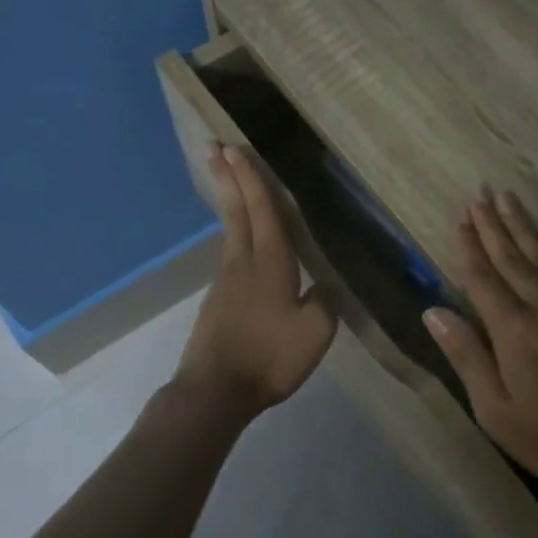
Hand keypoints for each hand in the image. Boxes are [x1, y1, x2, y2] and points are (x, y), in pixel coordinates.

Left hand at [174, 144, 336, 419]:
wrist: (216, 391)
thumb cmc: (269, 357)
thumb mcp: (315, 332)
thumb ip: (324, 302)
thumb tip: (323, 286)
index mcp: (269, 263)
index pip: (261, 211)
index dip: (250, 179)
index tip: (234, 149)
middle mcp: (242, 263)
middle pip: (235, 212)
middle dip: (227, 178)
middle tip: (213, 146)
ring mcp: (225, 283)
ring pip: (229, 233)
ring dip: (229, 203)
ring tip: (230, 183)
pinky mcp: (217, 302)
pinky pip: (229, 256)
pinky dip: (233, 235)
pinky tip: (242, 244)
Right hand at [423, 191, 537, 485]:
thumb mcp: (495, 409)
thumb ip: (466, 356)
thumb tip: (433, 312)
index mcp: (512, 331)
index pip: (482, 278)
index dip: (469, 246)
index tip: (461, 217)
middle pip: (511, 257)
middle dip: (492, 225)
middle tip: (479, 194)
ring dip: (522, 225)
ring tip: (506, 197)